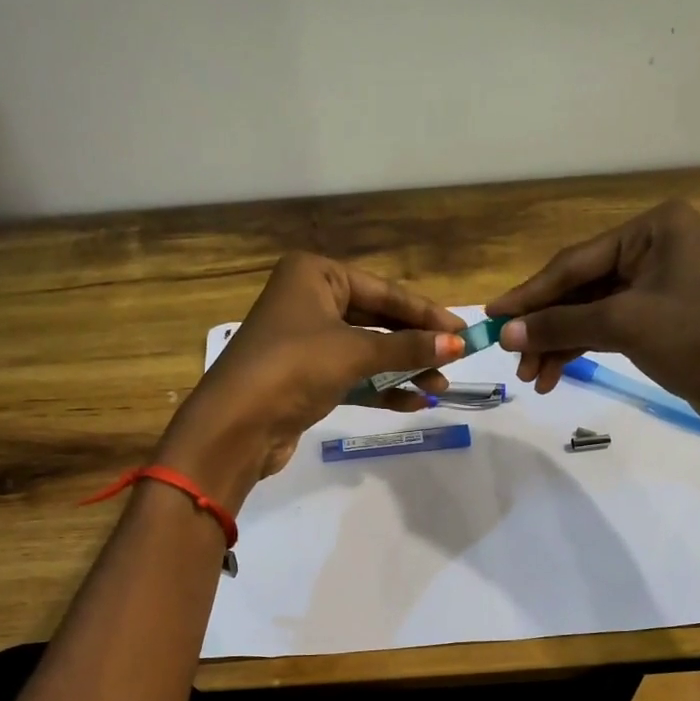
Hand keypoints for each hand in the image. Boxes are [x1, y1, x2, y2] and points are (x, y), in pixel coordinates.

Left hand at [158, 252, 466, 504]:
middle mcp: (310, 301)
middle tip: (455, 361)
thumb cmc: (293, 368)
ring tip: (439, 388)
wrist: (236, 425)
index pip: (384, 291)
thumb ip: (408, 347)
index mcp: (315, 275)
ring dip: (403, 369)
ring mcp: (306, 342)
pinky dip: (381, 388)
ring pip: (367, 351)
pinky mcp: (306, 379)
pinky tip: (413, 402)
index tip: (463, 331)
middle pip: (377, 320)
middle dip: (416, 344)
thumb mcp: (354, 351)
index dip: (425, 313)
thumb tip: (458, 344)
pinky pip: (353, 377)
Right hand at [487, 200, 699, 437]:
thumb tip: (505, 332)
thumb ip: (560, 325)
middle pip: (580, 287)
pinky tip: (555, 376)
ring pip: (590, 312)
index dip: (530, 294)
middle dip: (545, 326)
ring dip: (559, 344)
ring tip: (532, 378)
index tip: (491, 318)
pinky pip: (607, 329)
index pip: (574, 262)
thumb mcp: (624, 324)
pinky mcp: (661, 320)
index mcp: (653, 229)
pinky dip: (581, 350)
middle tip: (512, 359)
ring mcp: (658, 286)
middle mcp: (654, 248)